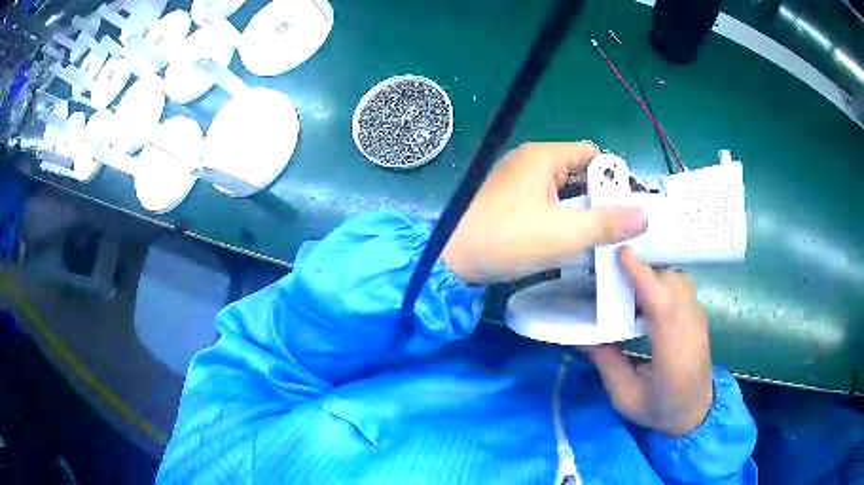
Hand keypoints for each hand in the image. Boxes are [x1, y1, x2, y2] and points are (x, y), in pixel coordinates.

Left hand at [441, 142, 647, 284]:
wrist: (452, 259)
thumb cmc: (508, 238)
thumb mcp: (565, 233)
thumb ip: (606, 224)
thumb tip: (643, 217)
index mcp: (542, 156)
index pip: (591, 154)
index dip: (613, 176)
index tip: (628, 203)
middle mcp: (530, 162)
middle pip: (578, 171)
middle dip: (600, 196)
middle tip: (620, 224)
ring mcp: (517, 183)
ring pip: (562, 191)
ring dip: (582, 210)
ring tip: (603, 235)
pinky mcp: (509, 203)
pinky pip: (547, 204)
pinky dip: (563, 217)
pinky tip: (574, 239)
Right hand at [588, 247, 713, 436]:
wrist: (695, 411)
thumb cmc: (660, 408)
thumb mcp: (626, 397)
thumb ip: (608, 364)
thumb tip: (584, 337)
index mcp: (673, 354)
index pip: (662, 305)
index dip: (643, 277)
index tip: (622, 254)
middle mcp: (691, 329)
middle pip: (670, 284)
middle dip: (643, 275)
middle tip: (614, 279)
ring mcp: (699, 319)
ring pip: (678, 281)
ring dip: (654, 278)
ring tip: (630, 291)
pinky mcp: (699, 316)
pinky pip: (682, 287)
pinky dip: (664, 283)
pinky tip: (648, 299)